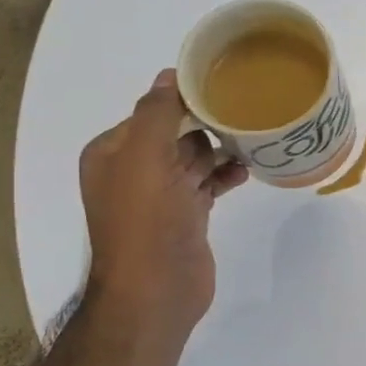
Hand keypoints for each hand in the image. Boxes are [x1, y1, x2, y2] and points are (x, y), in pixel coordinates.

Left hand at [80, 70, 247, 345]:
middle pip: (176, 132)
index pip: (151, 111)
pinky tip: (247, 171)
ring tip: (253, 138)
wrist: (156, 290)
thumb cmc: (146, 221)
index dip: (184, 99)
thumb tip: (169, 75)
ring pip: (195, 158)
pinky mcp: (186, 216)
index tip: (222, 87)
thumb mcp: (144, 158)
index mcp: (113, 153)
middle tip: (245, 111)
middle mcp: (133, 171)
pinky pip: (208, 184)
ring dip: (221, 149)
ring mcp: (161, 196)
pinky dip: (225, 175)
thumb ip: (156, 113)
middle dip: (207, 123)